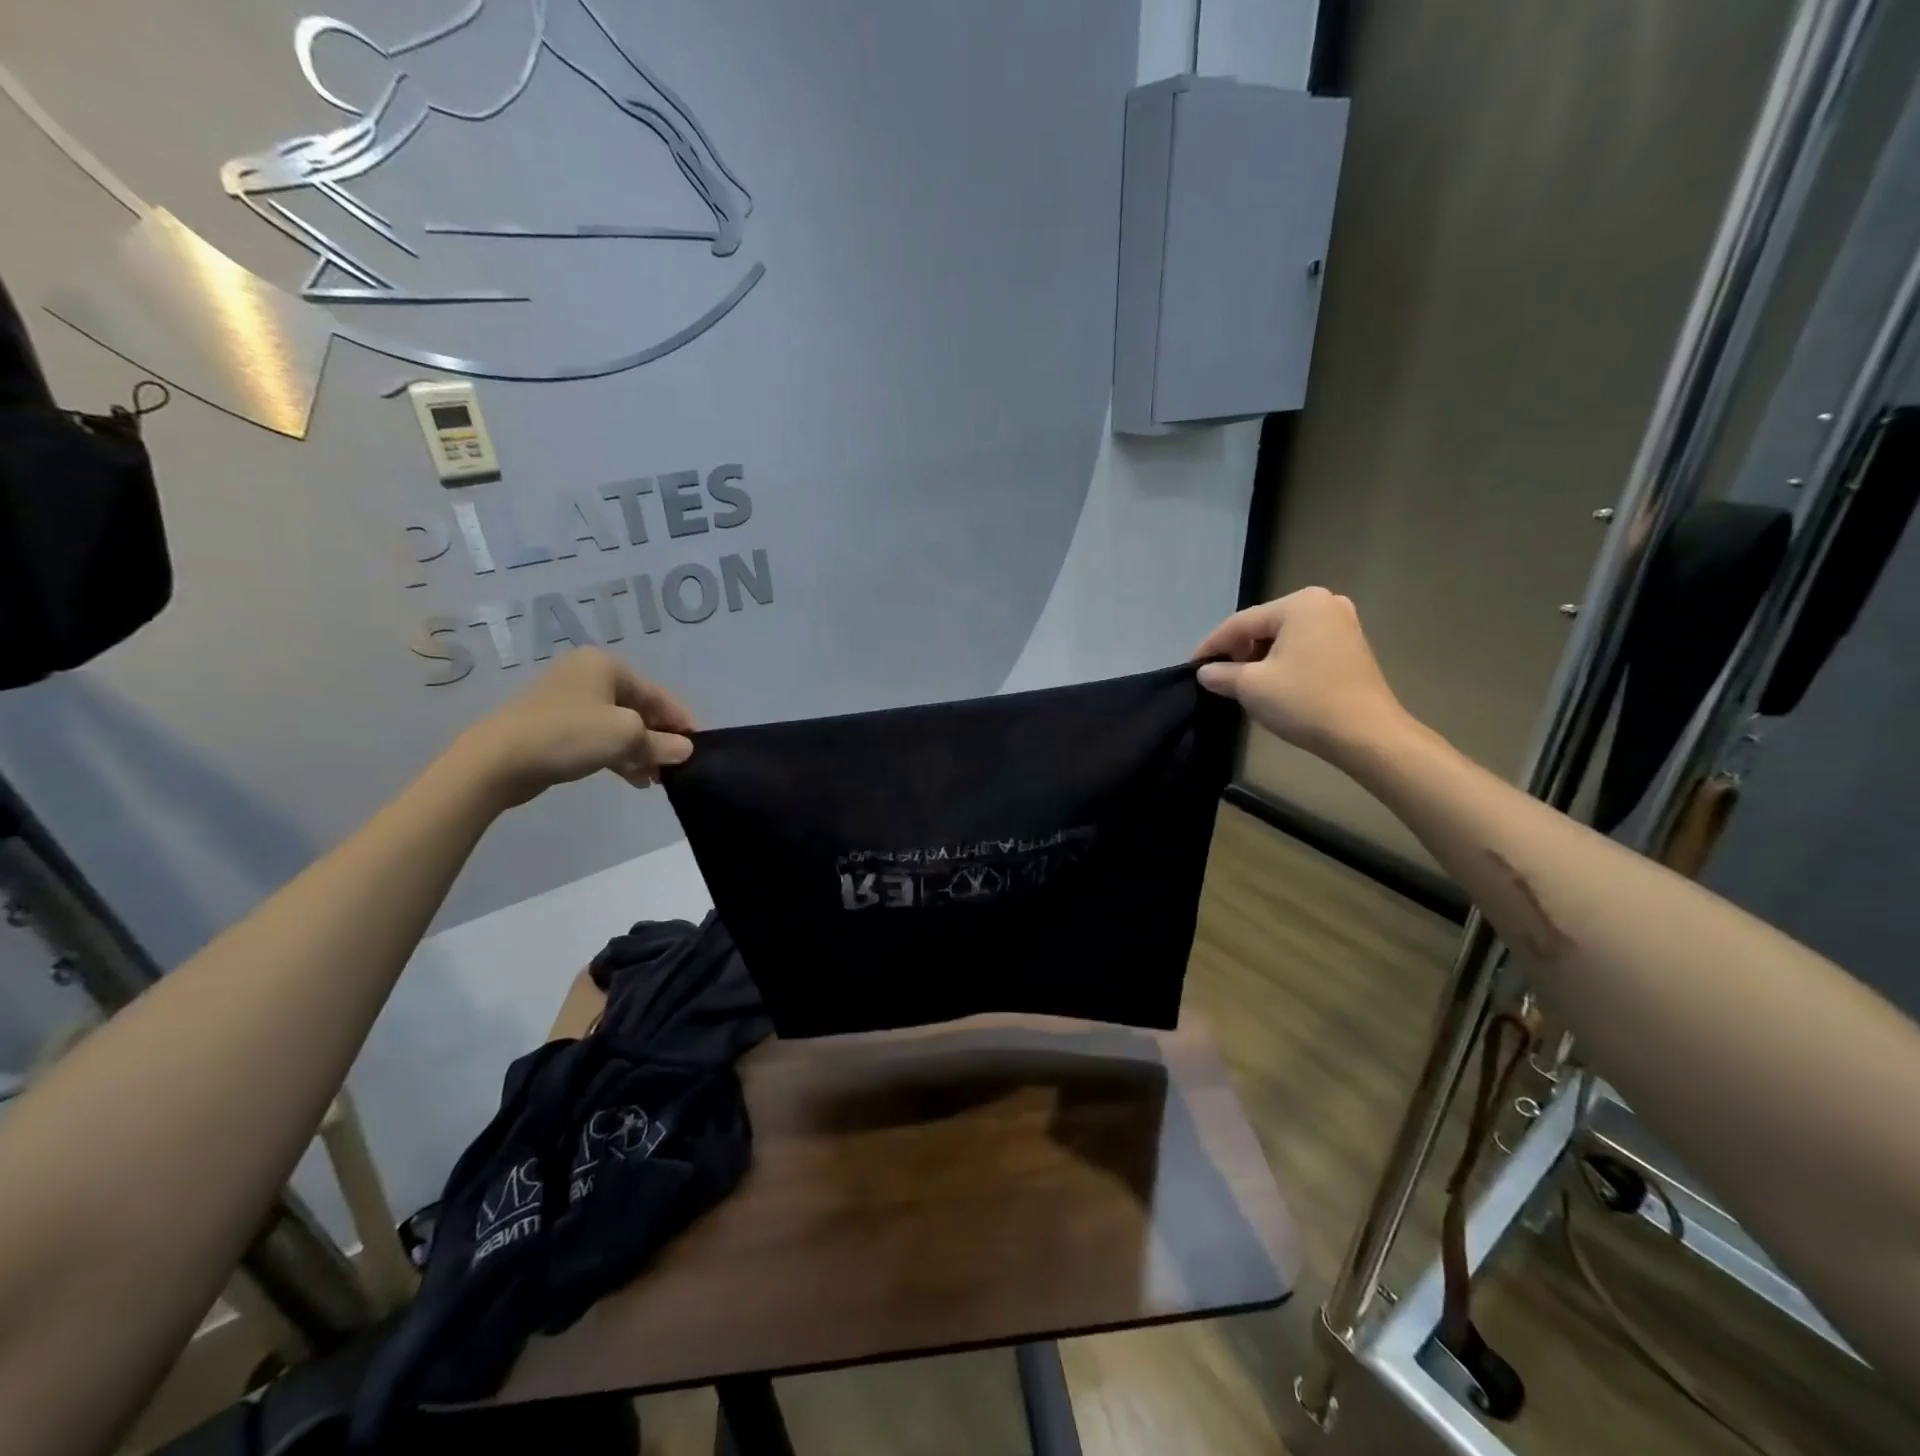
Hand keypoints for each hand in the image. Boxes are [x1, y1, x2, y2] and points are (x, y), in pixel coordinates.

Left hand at [454, 648, 697, 807]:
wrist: (498, 760)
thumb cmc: (570, 735)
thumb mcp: (626, 737)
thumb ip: (661, 743)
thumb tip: (685, 750)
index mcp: (606, 666)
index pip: (658, 694)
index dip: (681, 722)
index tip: (698, 748)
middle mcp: (588, 675)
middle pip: (639, 709)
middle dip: (659, 739)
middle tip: (674, 767)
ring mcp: (569, 701)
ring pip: (619, 726)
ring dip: (640, 752)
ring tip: (654, 779)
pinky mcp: (555, 726)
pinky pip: (599, 737)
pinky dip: (618, 755)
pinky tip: (632, 778)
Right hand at [1193, 588, 1408, 760]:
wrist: (1366, 734)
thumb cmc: (1305, 701)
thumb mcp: (1251, 686)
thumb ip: (1222, 674)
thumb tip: (1205, 672)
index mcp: (1299, 603)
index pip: (1240, 623)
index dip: (1211, 646)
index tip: (1192, 667)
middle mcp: (1323, 603)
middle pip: (1263, 626)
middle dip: (1237, 651)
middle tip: (1217, 677)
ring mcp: (1342, 624)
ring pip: (1284, 638)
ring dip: (1259, 658)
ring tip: (1241, 684)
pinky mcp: (1351, 646)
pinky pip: (1304, 647)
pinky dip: (1283, 662)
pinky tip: (1271, 683)